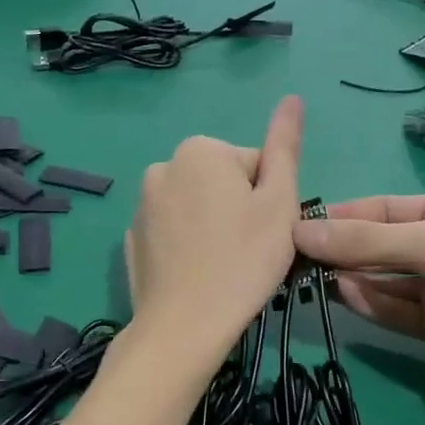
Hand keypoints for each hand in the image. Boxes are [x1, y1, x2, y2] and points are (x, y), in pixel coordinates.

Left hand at [125, 96, 302, 364]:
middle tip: (248, 251)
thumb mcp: (279, 202)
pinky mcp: (132, 239)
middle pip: (221, 183)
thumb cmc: (243, 261)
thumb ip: (285, 147)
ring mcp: (141, 205)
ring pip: (196, 208)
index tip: (266, 231)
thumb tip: (292, 98)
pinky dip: (186, 246)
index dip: (269, 198)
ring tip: (222, 266)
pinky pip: (172, 233)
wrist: (183, 326)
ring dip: (212, 227)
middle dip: (239, 209)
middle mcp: (162, 166)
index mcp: (200, 151)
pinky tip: (196, 275)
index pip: (254, 164)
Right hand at [291, 191, 424, 384]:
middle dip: (342, 249)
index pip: (382, 210)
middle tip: (295, 256)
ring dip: (351, 277)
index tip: (299, 225)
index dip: (342, 216)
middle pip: (380, 246)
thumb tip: (300, 232)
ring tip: (311, 277)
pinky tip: (342, 294)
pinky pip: (396, 310)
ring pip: (384, 280)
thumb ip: (364, 240)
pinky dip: (370, 303)